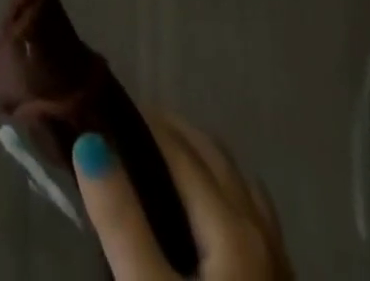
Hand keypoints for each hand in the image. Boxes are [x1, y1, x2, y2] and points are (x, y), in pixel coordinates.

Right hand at [74, 114, 290, 280]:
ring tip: (158, 162)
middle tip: (124, 129)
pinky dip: (222, 189)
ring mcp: (279, 261)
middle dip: (171, 131)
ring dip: (199, 157)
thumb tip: (90, 142)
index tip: (104, 108)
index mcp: (232, 226)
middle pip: (213, 155)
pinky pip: (251, 213)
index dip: (142, 122)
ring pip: (237, 181)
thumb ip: (121, 221)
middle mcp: (261, 230)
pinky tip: (201, 216)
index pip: (179, 149)